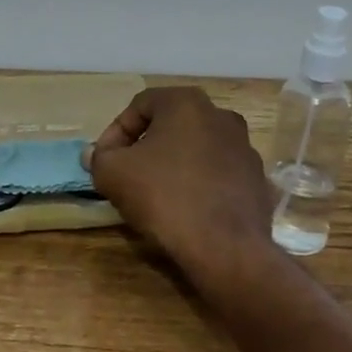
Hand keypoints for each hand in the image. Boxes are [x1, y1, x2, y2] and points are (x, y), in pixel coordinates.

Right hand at [84, 87, 274, 271]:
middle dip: (145, 146)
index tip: (105, 161)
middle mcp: (221, 116)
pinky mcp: (256, 180)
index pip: (140, 106)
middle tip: (127, 174)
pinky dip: (198, 184)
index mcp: (187, 103)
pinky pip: (217, 174)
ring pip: (196, 149)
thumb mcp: (113, 173)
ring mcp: (245, 148)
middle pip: (171, 125)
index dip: (116, 132)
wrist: (225, 248)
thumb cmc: (164, 197)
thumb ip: (100, 157)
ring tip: (155, 193)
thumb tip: (94, 153)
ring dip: (173, 164)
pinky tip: (185, 209)